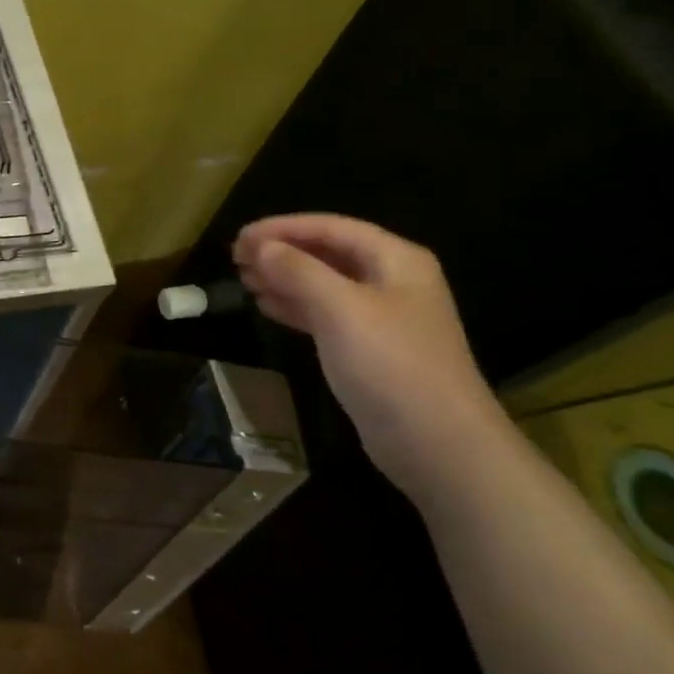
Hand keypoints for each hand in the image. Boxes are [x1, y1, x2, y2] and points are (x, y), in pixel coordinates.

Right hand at [232, 214, 510, 500]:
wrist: (438, 446)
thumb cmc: (392, 365)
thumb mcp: (341, 309)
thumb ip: (299, 271)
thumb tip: (261, 246)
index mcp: (396, 260)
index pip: (331, 227)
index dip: (282, 227)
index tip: (240, 236)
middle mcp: (390, 281)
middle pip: (327, 253)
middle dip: (281, 251)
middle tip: (235, 257)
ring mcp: (381, 318)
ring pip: (323, 284)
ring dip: (283, 278)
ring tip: (243, 279)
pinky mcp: (368, 350)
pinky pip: (324, 315)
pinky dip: (294, 307)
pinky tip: (266, 306)